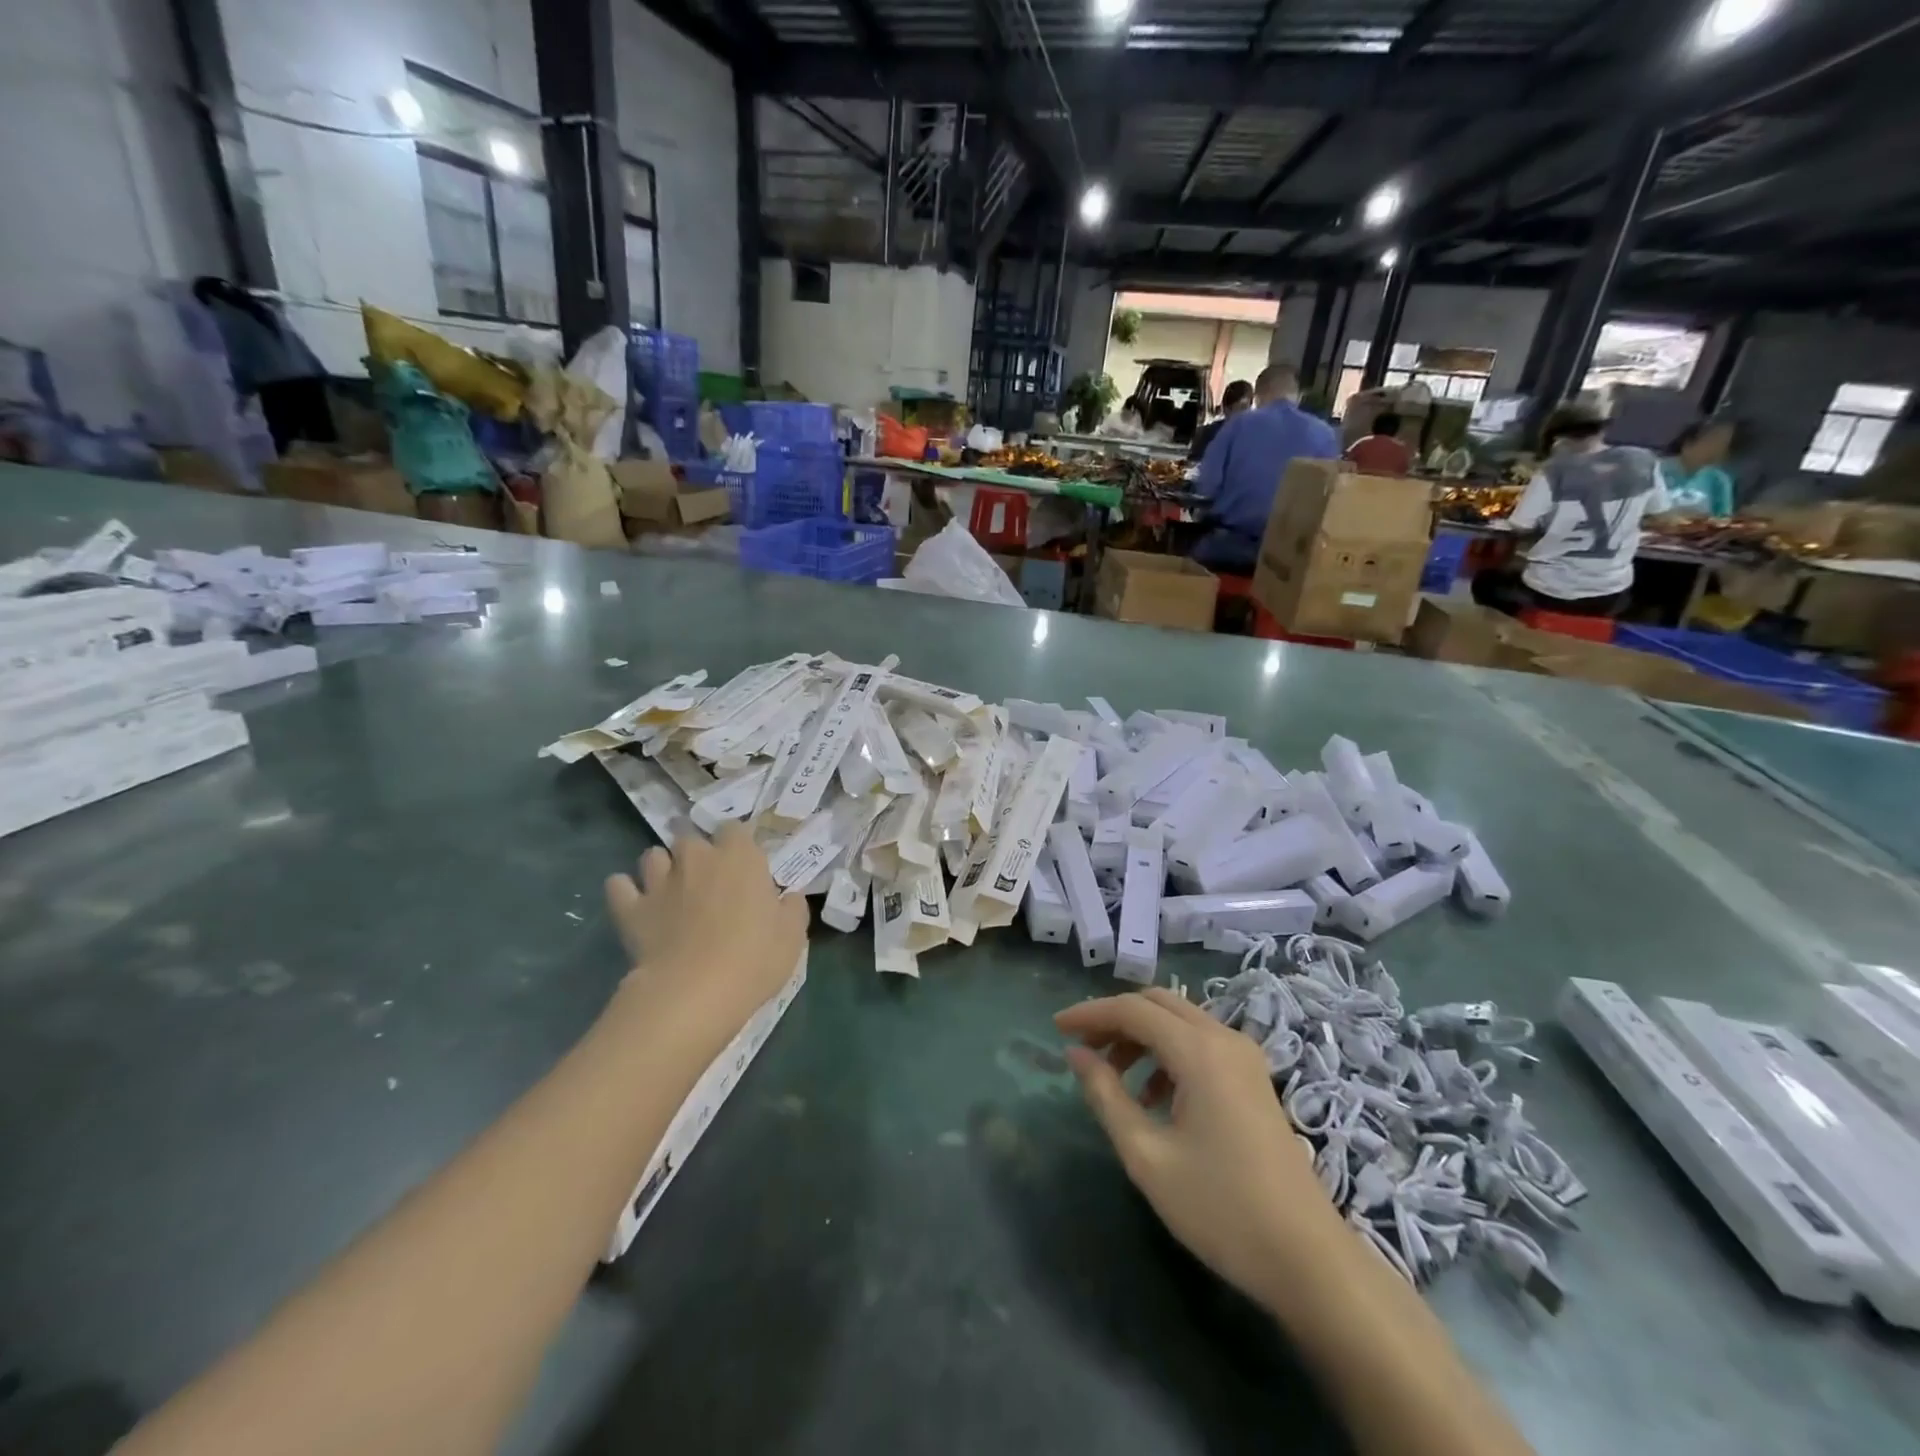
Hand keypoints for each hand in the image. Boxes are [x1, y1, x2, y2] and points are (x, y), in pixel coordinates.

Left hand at [604, 825, 809, 1031]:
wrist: (695, 992)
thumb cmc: (754, 958)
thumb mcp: (792, 935)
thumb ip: (792, 907)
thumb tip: (788, 896)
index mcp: (740, 857)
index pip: (735, 828)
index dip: (736, 843)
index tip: (742, 864)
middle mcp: (697, 858)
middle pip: (690, 837)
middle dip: (696, 853)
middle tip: (706, 880)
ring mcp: (659, 881)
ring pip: (652, 855)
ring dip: (661, 867)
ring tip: (669, 889)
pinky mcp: (630, 908)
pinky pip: (618, 885)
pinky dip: (625, 890)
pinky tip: (634, 903)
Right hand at [1055, 988, 1347, 1304]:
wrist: (1309, 1259)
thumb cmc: (1221, 1208)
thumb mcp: (1147, 1156)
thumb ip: (1106, 1096)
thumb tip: (1076, 1054)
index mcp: (1199, 1051)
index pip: (1132, 1009)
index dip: (1089, 1013)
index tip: (1056, 1029)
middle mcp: (1224, 1039)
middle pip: (1157, 1004)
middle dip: (1115, 1019)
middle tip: (1083, 1050)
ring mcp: (1245, 1057)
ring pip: (1180, 1021)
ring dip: (1141, 1036)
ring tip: (1113, 1078)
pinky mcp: (1254, 1079)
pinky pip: (1200, 1043)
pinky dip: (1168, 1053)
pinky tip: (1154, 1098)